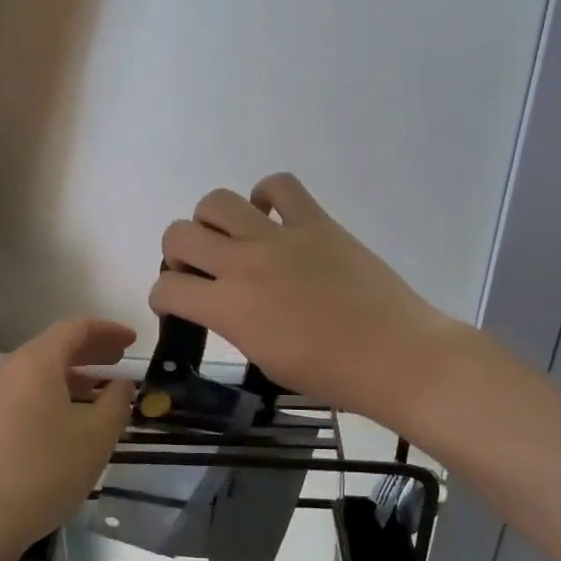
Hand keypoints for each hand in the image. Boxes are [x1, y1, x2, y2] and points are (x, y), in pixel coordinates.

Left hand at [0, 318, 136, 556]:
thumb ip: (116, 402)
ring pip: (35, 375)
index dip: (106, 330)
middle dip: (89, 351)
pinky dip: (50, 396)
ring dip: (70, 377)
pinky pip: (22, 396)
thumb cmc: (44, 471)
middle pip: (52, 349)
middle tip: (119, 361)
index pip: (74, 330)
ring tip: (98, 394)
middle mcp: (6, 371)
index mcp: (34, 363)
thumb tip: (121, 385)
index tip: (132, 340)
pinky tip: (66, 423)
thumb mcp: (96, 436)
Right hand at [150, 173, 458, 424]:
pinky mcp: (316, 221)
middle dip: (177, 253)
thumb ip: (236, 325)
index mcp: (229, 308)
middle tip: (200, 270)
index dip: (163, 297)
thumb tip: (228, 304)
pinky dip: (266, 195)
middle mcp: (244, 263)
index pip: (168, 288)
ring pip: (217, 201)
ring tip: (232, 239)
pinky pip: (279, 185)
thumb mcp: (266, 360)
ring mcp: (280, 237)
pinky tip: (272, 217)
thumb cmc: (332, 375)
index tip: (176, 303)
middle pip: (179, 235)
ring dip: (211, 220)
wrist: (396, 356)